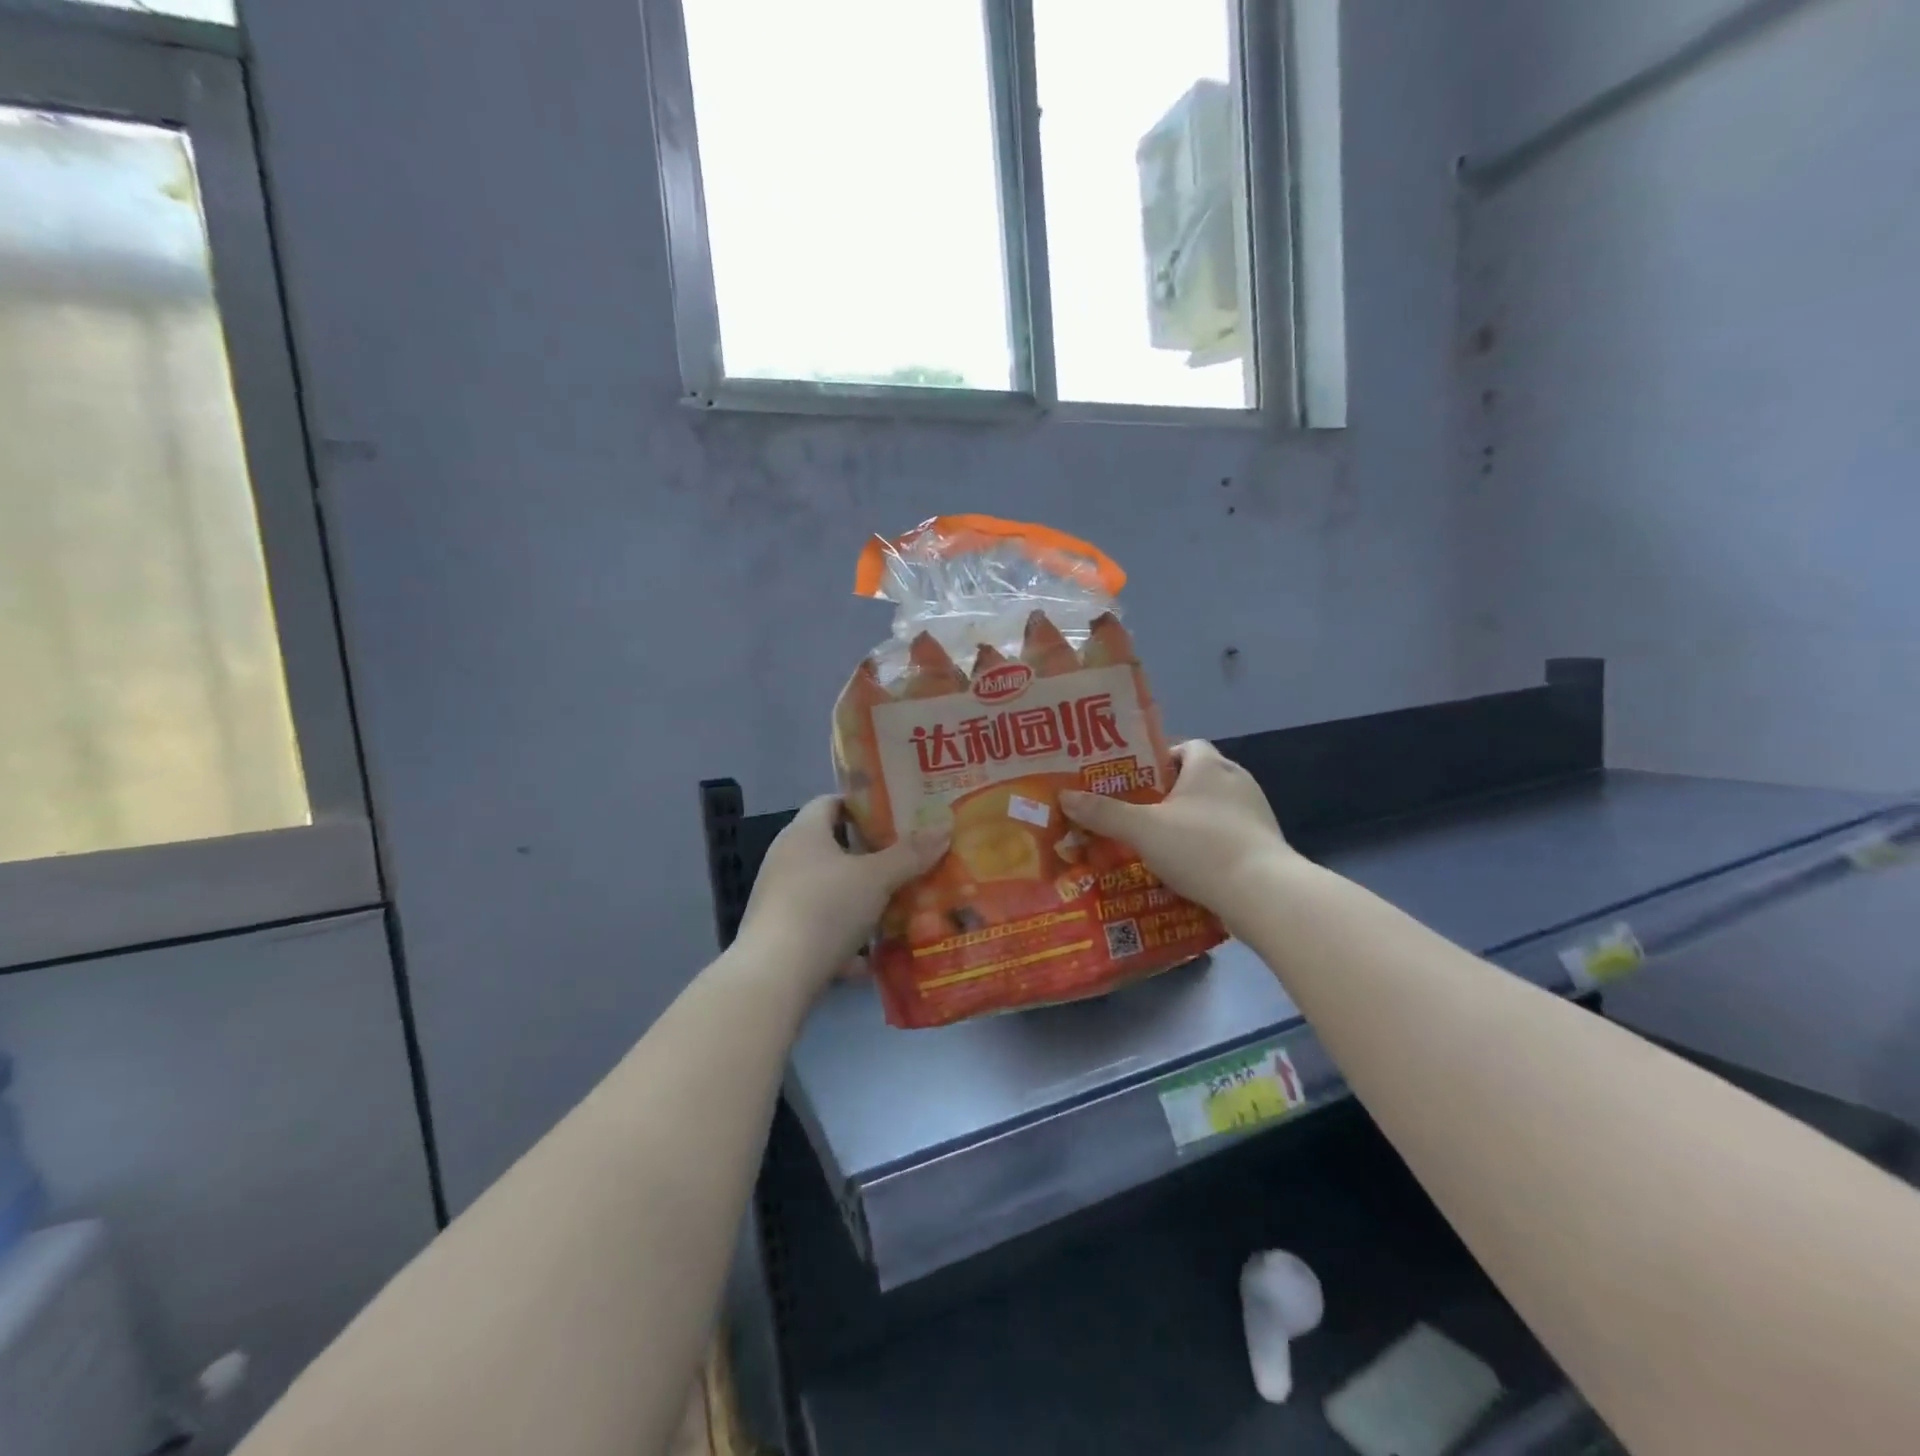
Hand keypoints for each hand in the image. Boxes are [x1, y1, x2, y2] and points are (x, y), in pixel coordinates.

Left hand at [736, 797, 948, 989]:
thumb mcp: (876, 879)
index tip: (897, 817)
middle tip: (907, 861)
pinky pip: (820, 927)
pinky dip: (845, 938)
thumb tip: (944, 827)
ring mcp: (780, 898)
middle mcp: (786, 859)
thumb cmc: (825, 909)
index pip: (831, 802)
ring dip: (860, 899)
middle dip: (870, 856)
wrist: (774, 977)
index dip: (864, 806)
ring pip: (829, 890)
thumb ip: (910, 854)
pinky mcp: (780, 935)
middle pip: (833, 847)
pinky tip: (871, 958)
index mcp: (804, 833)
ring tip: (897, 907)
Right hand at [1060, 741, 1293, 930]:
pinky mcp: (1264, 844)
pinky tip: (1186, 867)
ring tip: (1156, 843)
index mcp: (1209, 766)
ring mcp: (1255, 813)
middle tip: (1136, 813)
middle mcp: (1236, 780)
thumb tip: (1064, 796)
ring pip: (1212, 809)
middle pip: (1196, 778)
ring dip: (1188, 822)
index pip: (1184, 746)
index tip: (1133, 781)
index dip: (1158, 759)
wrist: (1264, 894)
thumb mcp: (1142, 830)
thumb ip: (1103, 813)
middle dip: (1168, 794)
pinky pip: (1227, 835)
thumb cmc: (1201, 847)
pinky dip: (1207, 845)